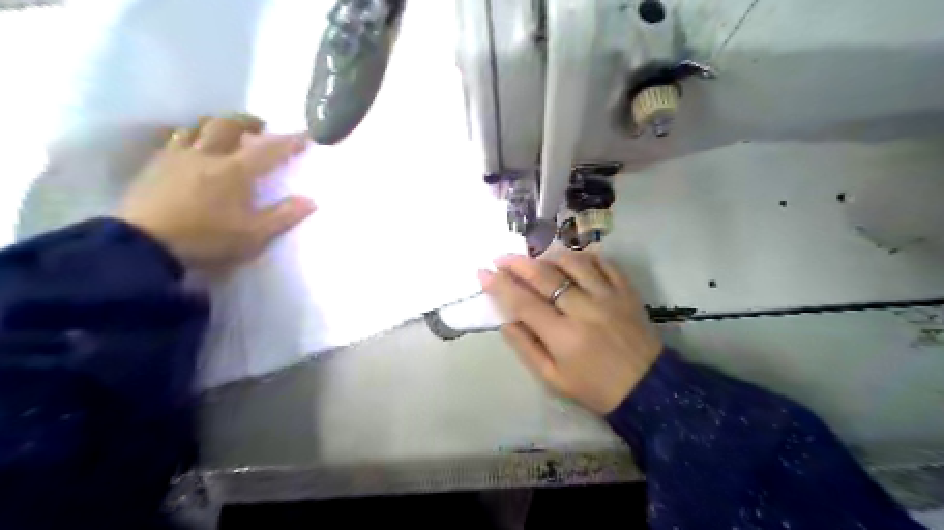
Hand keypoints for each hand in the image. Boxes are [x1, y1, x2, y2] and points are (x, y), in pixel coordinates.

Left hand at [116, 115, 316, 273]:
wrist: (144, 246)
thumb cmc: (207, 239)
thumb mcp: (254, 235)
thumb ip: (284, 216)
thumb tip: (311, 200)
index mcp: (235, 171)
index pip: (269, 149)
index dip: (290, 141)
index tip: (306, 135)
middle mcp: (207, 155)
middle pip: (227, 125)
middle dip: (247, 122)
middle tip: (260, 127)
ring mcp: (177, 157)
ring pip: (197, 126)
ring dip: (216, 125)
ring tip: (225, 133)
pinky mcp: (154, 166)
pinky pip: (175, 139)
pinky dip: (191, 136)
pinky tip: (192, 148)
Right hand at [483, 250, 657, 412]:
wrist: (646, 388)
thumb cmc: (594, 388)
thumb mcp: (553, 379)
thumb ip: (526, 348)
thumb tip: (505, 321)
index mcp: (562, 336)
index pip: (523, 302)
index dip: (499, 285)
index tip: (483, 273)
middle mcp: (583, 310)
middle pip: (544, 276)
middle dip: (517, 263)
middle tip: (501, 257)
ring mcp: (608, 296)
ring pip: (574, 262)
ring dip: (550, 256)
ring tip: (537, 258)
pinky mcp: (626, 291)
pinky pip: (604, 262)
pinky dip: (585, 256)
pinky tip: (573, 259)